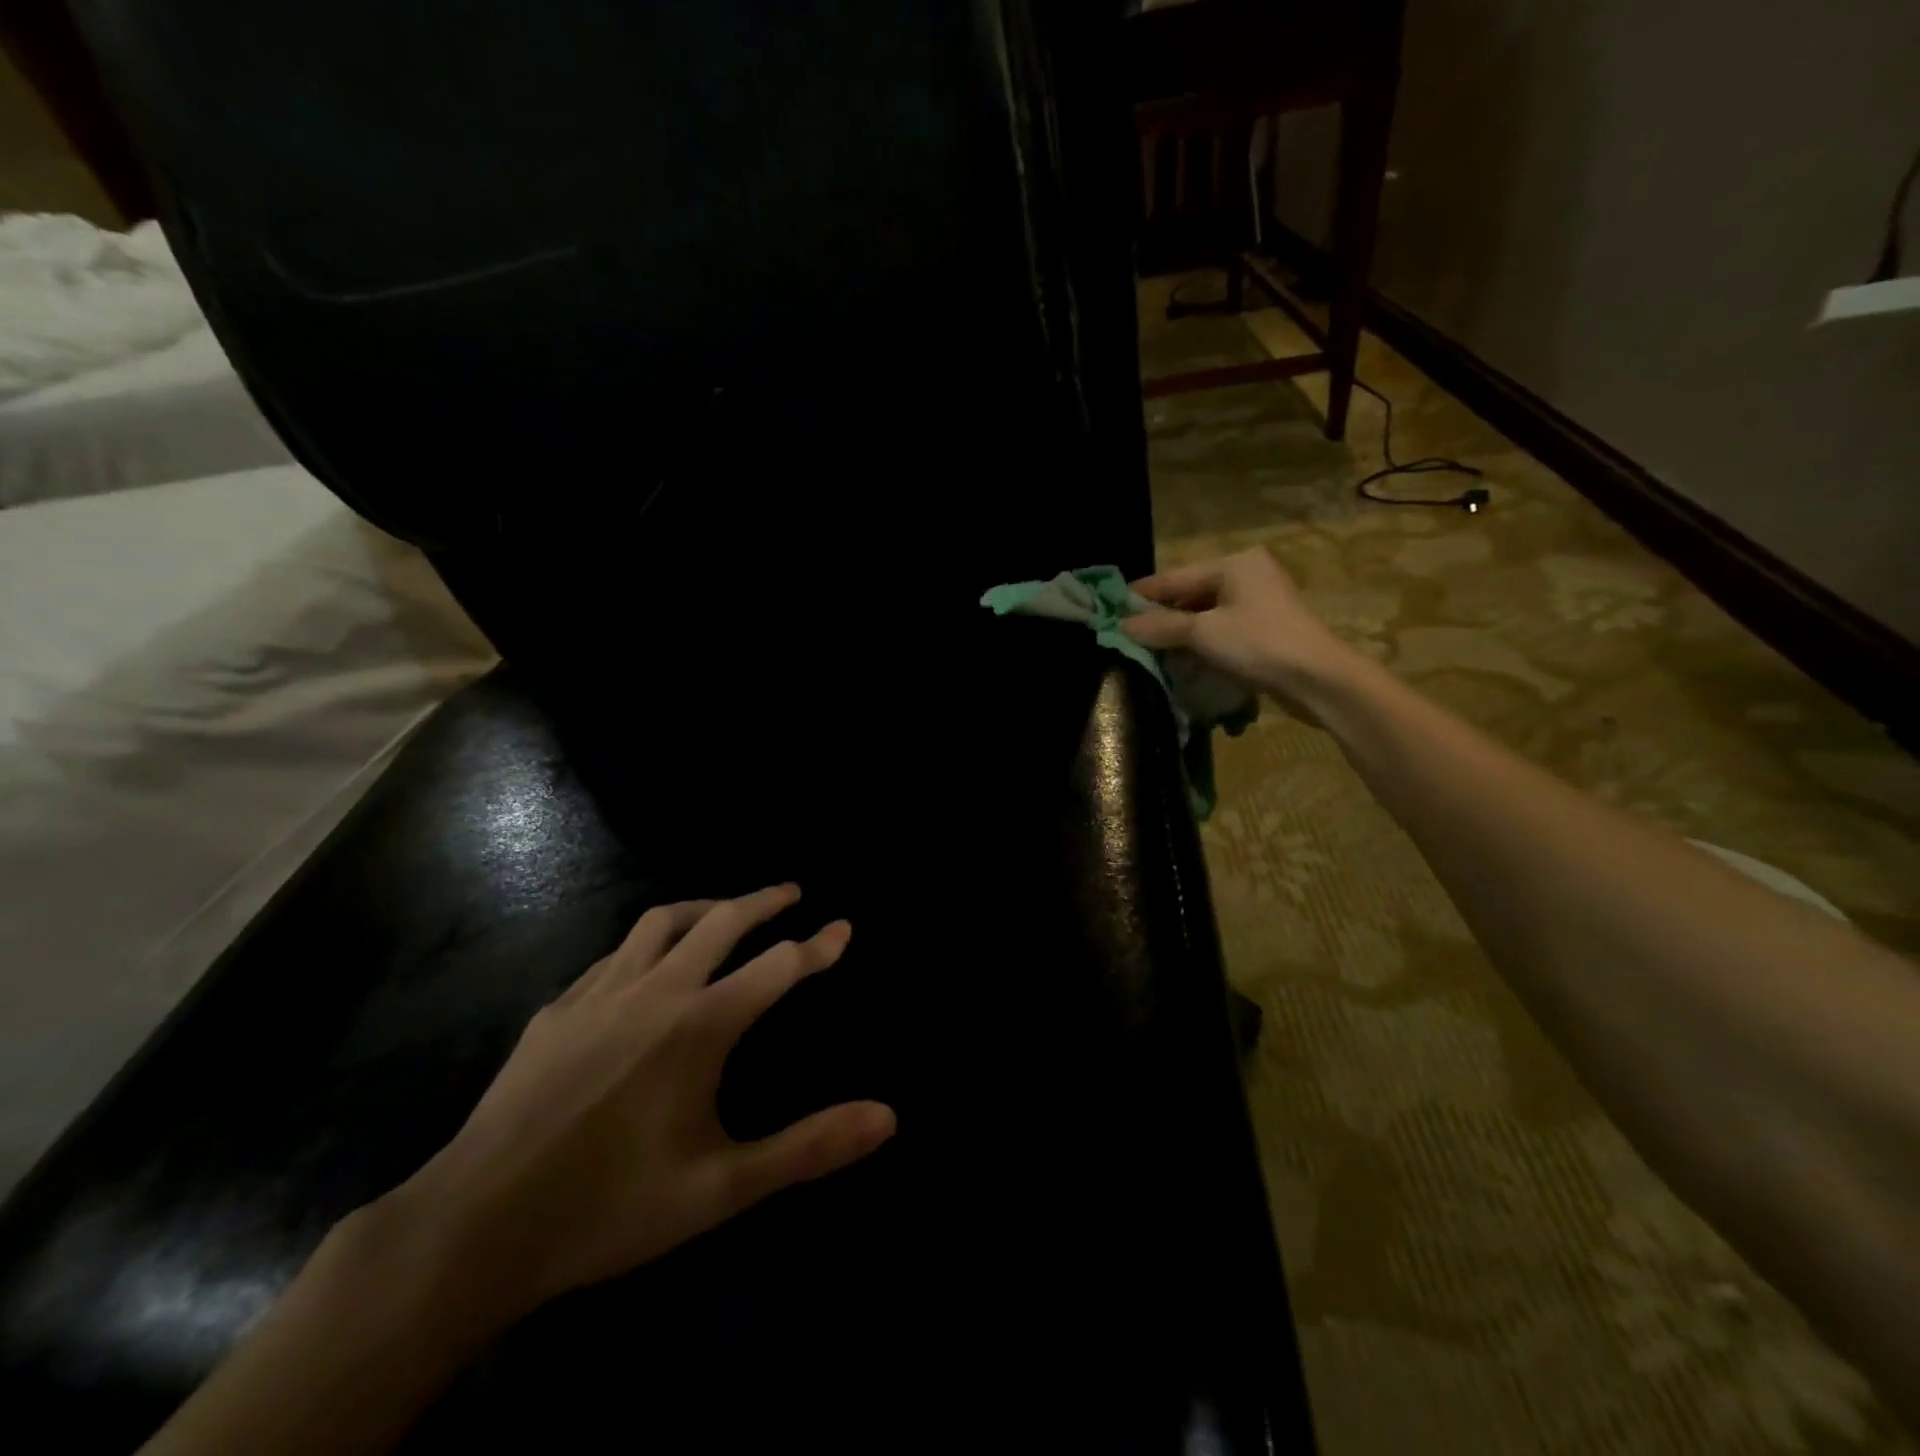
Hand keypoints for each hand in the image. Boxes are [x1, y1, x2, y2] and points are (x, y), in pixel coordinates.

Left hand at [385, 885, 894, 1327]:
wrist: (474, 1228)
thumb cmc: (610, 1207)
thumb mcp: (722, 1188)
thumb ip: (809, 1146)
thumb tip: (888, 1116)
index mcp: (700, 1025)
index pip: (778, 967)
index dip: (818, 946)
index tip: (844, 927)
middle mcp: (656, 991)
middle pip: (722, 922)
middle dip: (763, 901)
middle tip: (791, 892)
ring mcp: (600, 993)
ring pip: (661, 922)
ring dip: (704, 908)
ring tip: (725, 910)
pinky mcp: (557, 1010)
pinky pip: (615, 954)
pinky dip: (647, 943)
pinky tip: (644, 964)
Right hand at [1121, 548, 1357, 717]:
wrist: (1318, 678)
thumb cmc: (1259, 643)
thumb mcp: (1203, 633)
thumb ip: (1161, 626)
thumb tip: (1123, 625)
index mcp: (1234, 564)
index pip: (1176, 576)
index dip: (1144, 593)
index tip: (1112, 605)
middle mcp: (1248, 574)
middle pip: (1192, 593)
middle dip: (1162, 615)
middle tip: (1129, 632)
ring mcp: (1260, 602)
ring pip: (1206, 613)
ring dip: (1180, 631)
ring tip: (1149, 648)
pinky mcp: (1266, 628)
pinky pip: (1222, 628)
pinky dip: (1201, 641)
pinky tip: (1181, 657)